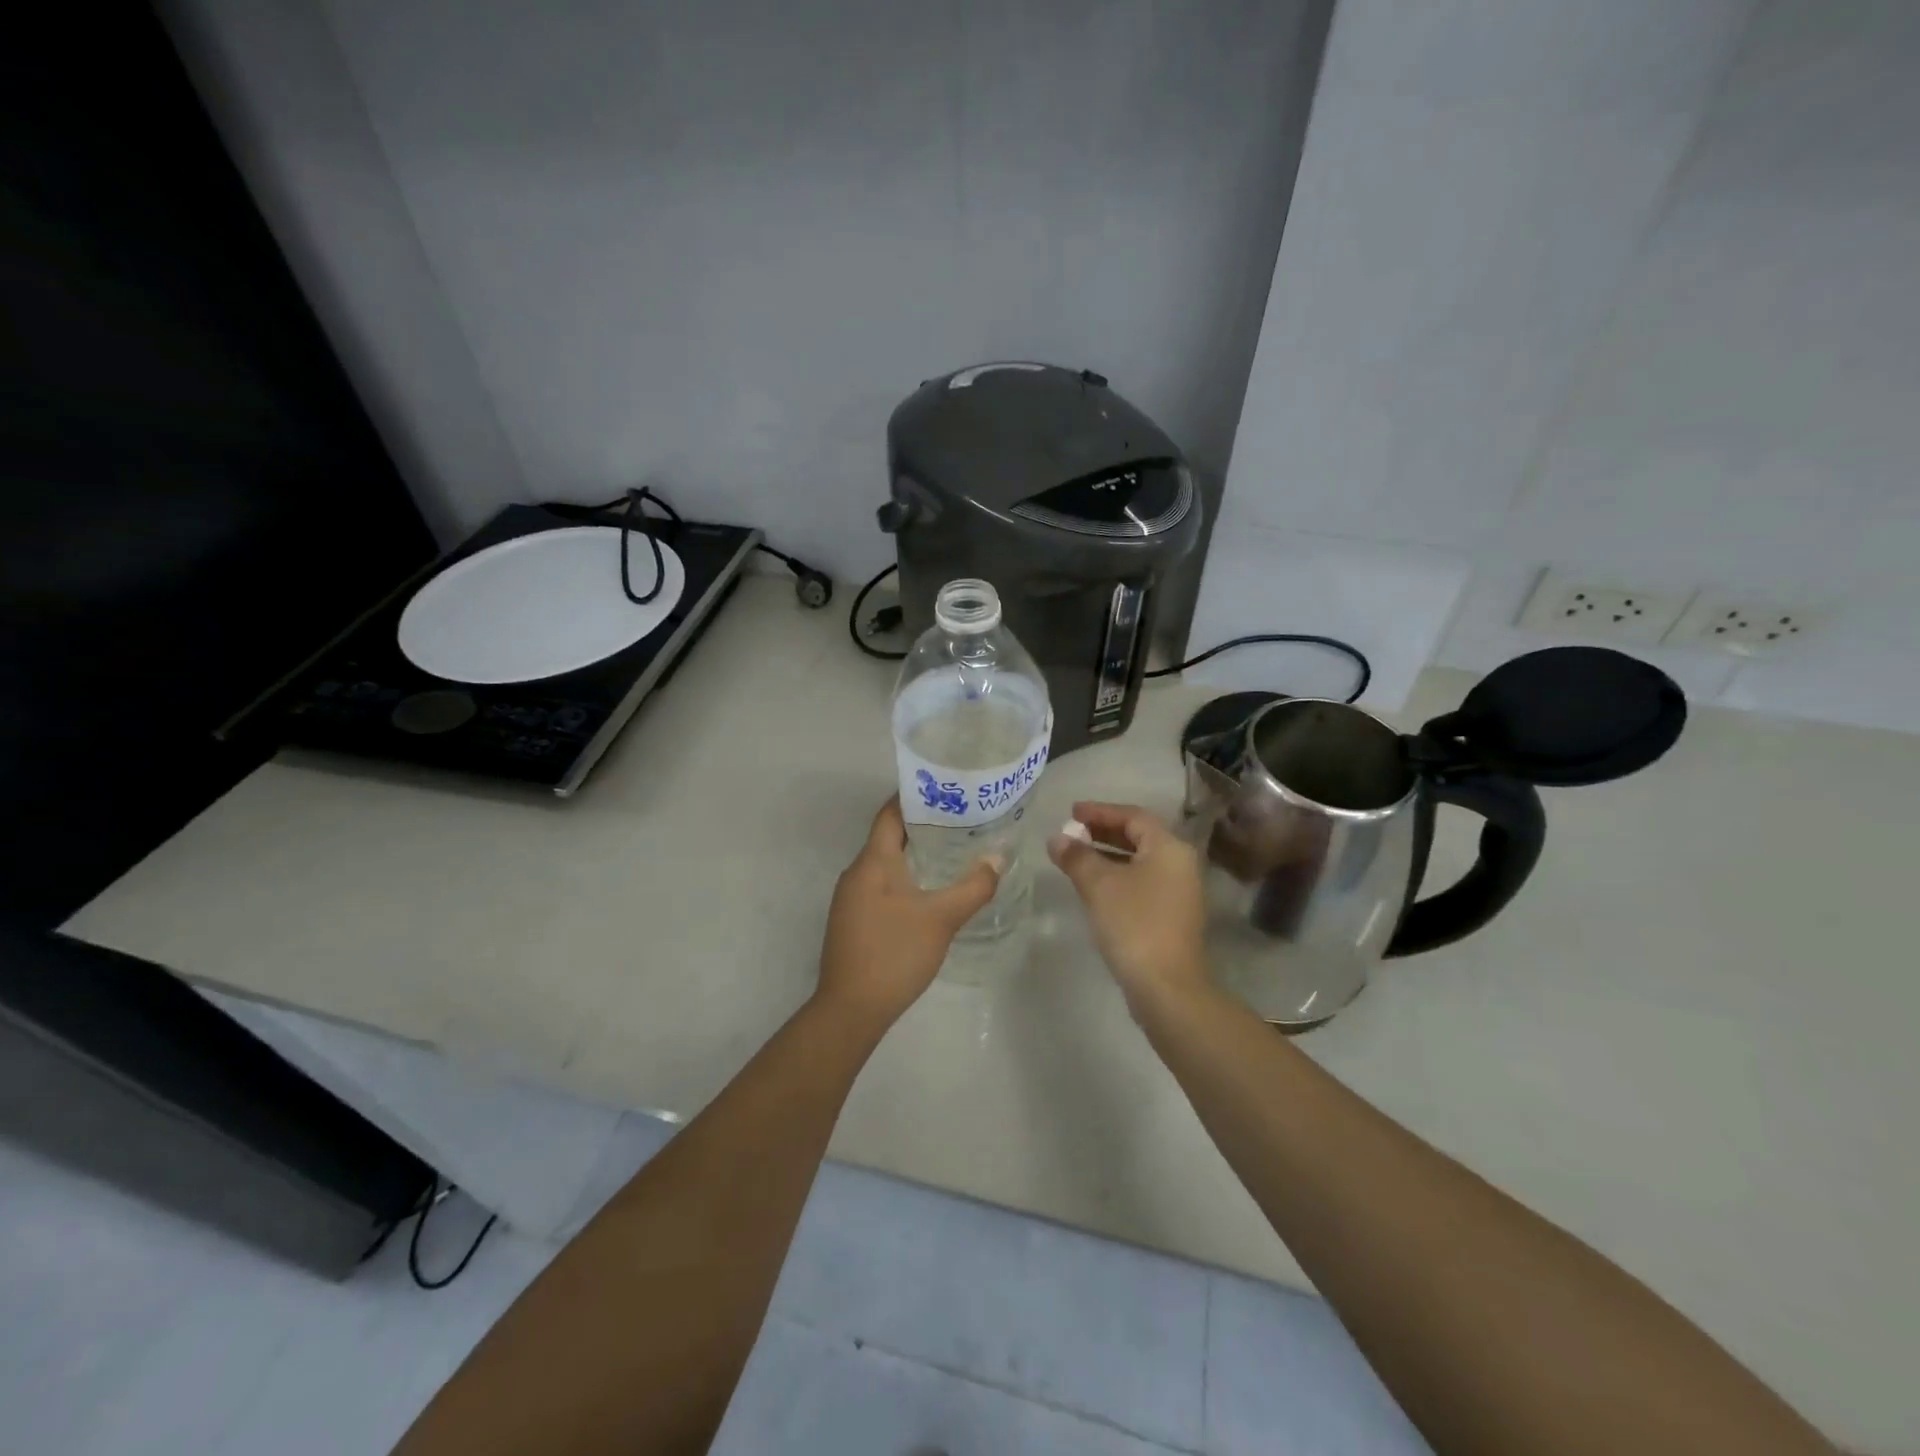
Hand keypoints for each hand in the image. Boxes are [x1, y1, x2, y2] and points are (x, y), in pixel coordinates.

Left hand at [816, 798, 1001, 1029]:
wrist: (850, 1010)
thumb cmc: (894, 954)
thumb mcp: (941, 919)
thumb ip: (973, 887)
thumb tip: (998, 858)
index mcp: (873, 862)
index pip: (891, 813)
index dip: (917, 797)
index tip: (948, 790)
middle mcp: (857, 873)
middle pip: (890, 836)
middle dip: (925, 826)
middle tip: (963, 819)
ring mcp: (852, 898)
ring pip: (886, 863)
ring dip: (917, 853)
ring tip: (955, 850)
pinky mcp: (854, 920)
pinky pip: (882, 885)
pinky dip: (907, 877)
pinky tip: (932, 889)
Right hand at [1048, 802, 1208, 1007]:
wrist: (1166, 987)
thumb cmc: (1134, 924)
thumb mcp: (1099, 885)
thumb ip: (1077, 856)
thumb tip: (1057, 838)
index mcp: (1169, 848)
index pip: (1133, 816)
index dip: (1100, 811)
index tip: (1070, 812)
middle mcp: (1180, 864)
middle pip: (1139, 837)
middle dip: (1103, 832)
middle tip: (1071, 832)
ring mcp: (1179, 892)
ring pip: (1139, 861)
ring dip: (1107, 855)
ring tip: (1075, 856)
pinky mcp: (1171, 916)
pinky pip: (1141, 882)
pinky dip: (1117, 876)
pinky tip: (1093, 886)